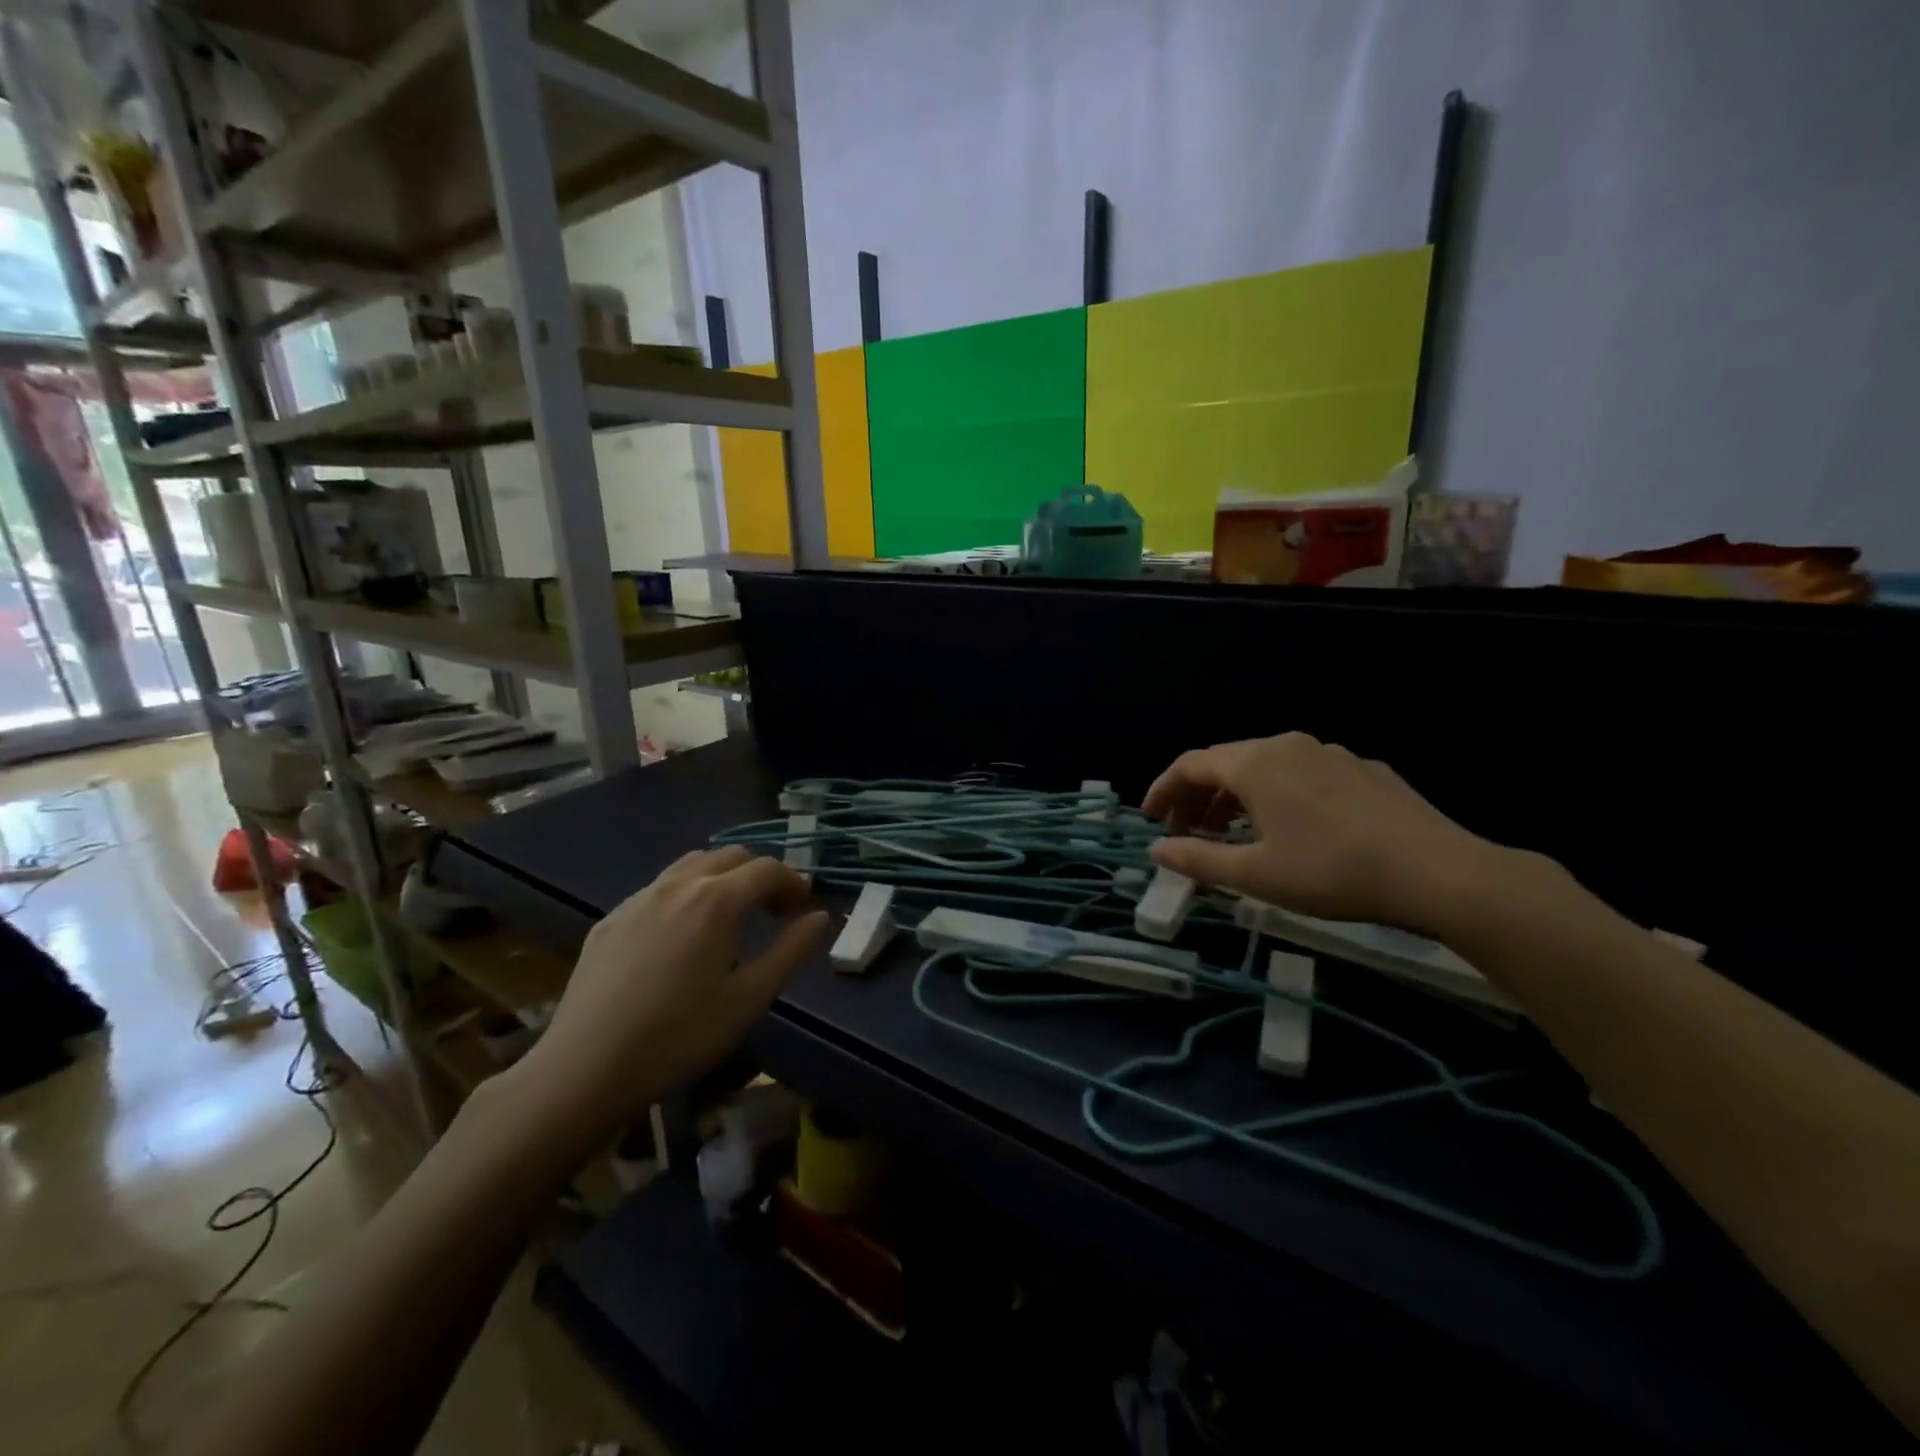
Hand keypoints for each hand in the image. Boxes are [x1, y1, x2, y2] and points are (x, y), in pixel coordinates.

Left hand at [512, 846, 829, 1142]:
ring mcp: (639, 898)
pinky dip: (686, 894)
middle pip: (731, 857)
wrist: (586, 1068)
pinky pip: (659, 889)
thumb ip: (791, 951)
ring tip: (731, 916)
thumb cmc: (680, 1035)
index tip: (804, 909)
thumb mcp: (750, 998)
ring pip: (692, 865)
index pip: (768, 869)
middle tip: (774, 912)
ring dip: (722, 878)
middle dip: (760, 876)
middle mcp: (678, 885)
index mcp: (717, 899)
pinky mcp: (610, 919)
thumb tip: (819, 917)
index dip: (794, 883)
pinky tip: (681, 936)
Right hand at [1143, 733, 1504, 934]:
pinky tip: (1292, 827)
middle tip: (1187, 831)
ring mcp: (1330, 752)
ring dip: (1237, 796)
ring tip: (1233, 831)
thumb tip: (1156, 849)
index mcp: (1254, 763)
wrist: (1438, 871)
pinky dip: (1278, 794)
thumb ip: (1197, 858)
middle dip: (1198, 795)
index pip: (1190, 764)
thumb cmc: (1331, 872)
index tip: (1150, 819)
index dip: (1163, 790)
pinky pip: (1303, 774)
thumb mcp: (1255, 874)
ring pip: (1266, 766)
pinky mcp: (1363, 769)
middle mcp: (1287, 745)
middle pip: (1226, 762)